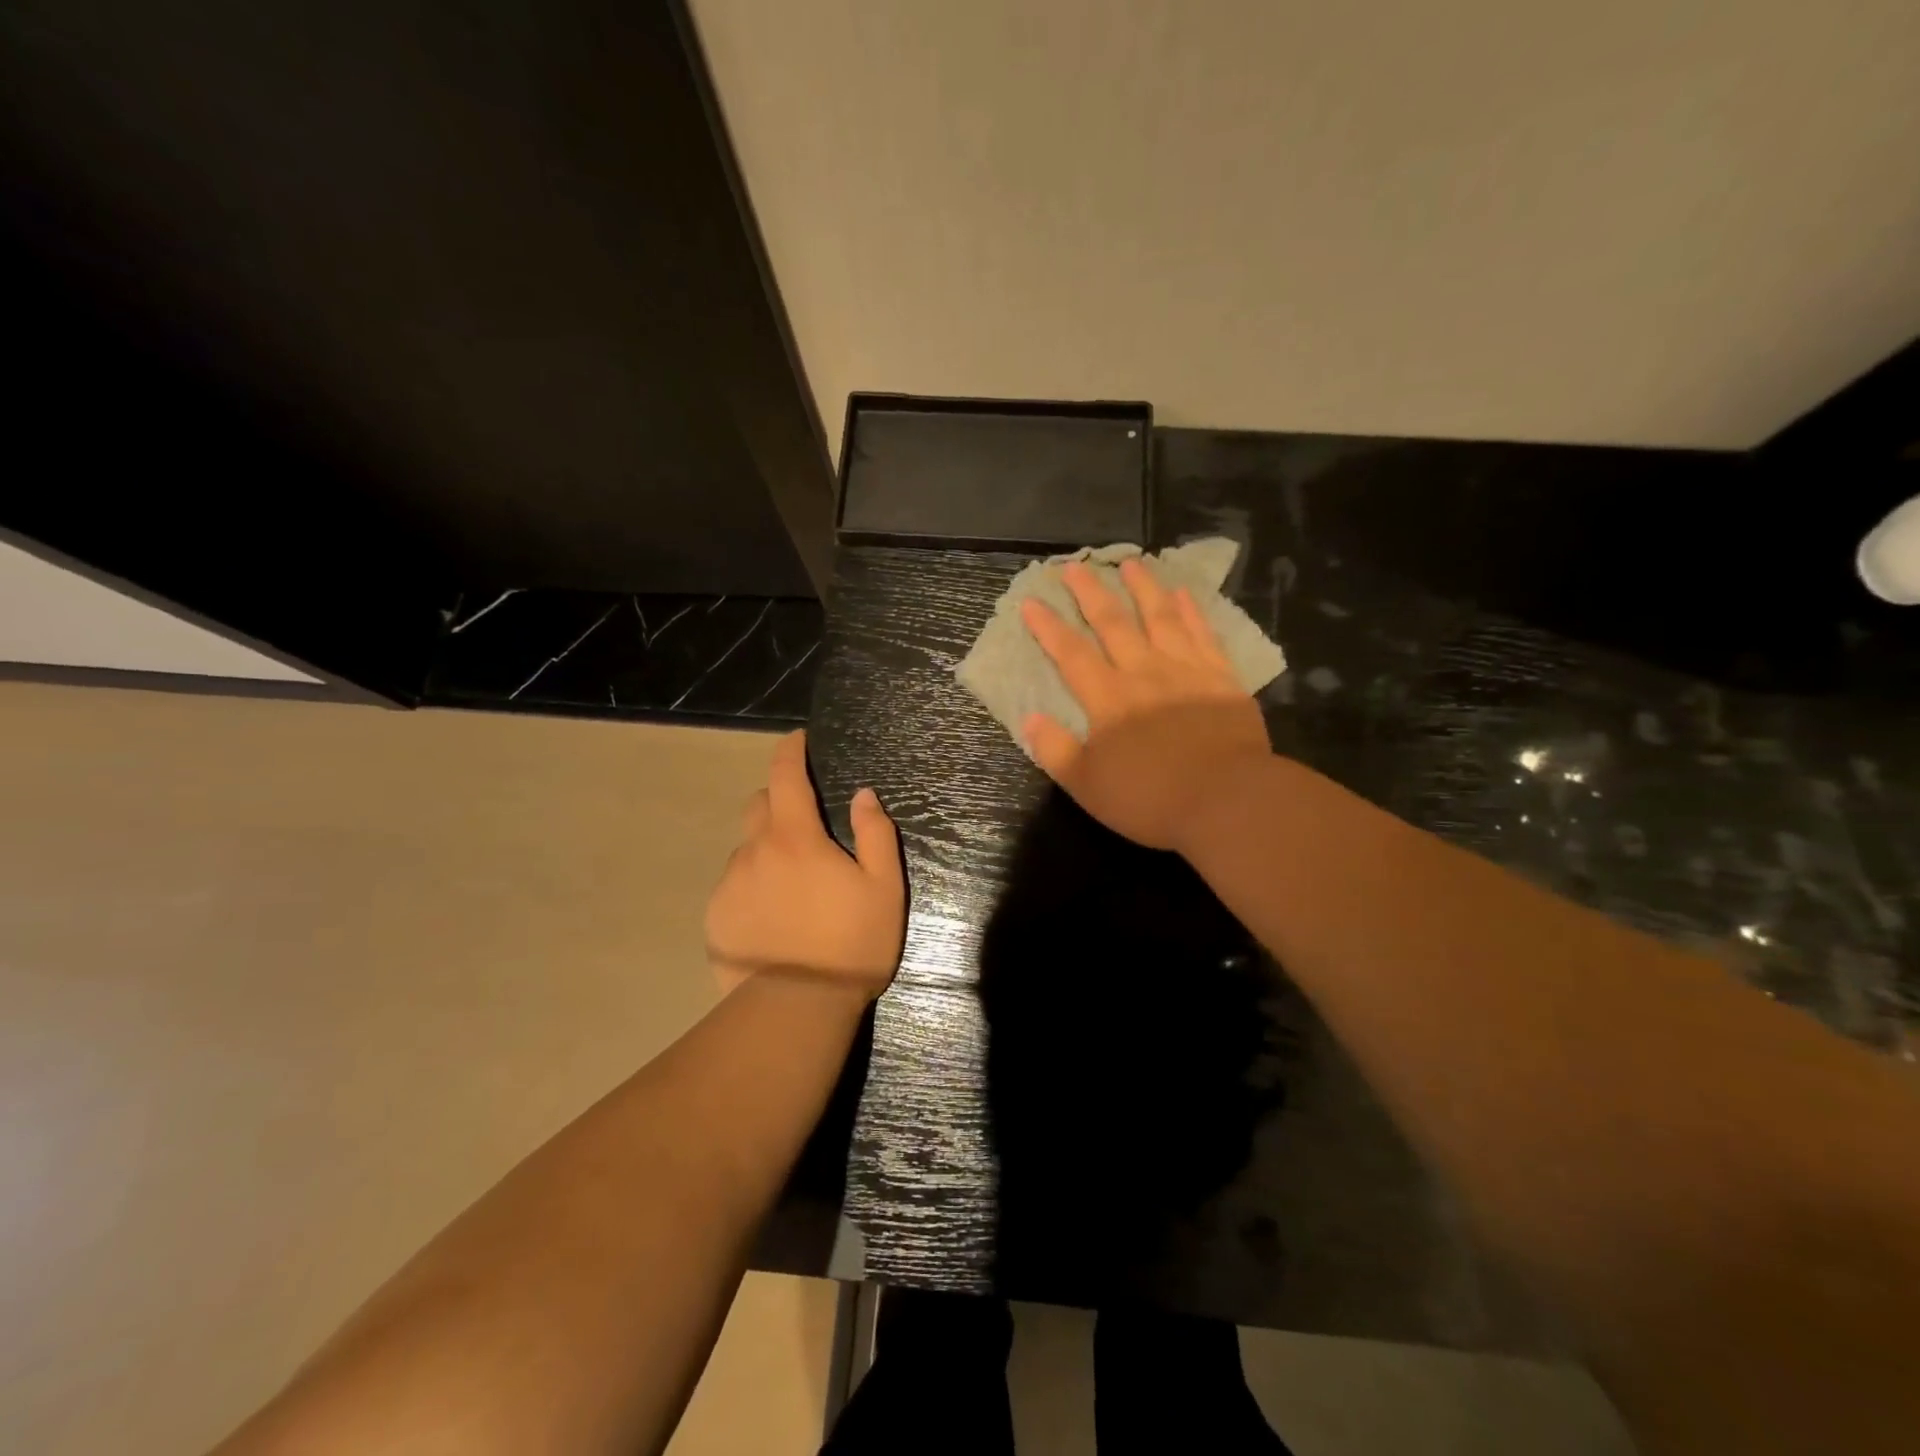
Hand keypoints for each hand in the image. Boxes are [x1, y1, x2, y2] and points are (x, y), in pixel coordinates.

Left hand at [705, 730, 905, 1000]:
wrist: (795, 1010)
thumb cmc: (850, 944)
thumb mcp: (884, 888)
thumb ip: (875, 835)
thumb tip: (863, 795)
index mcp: (795, 838)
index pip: (786, 775)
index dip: (791, 750)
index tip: (799, 740)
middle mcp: (754, 852)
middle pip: (759, 805)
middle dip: (779, 800)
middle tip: (805, 824)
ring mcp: (729, 886)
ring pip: (746, 849)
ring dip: (766, 849)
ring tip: (792, 884)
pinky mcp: (715, 919)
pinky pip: (734, 886)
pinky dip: (752, 885)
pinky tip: (773, 916)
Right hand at [1021, 557, 1271, 852]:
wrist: (1228, 800)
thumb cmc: (1151, 798)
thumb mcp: (1087, 785)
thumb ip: (1056, 750)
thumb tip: (1029, 717)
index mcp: (1108, 700)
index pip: (1071, 655)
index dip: (1049, 628)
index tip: (1032, 601)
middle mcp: (1144, 674)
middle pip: (1113, 624)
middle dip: (1091, 594)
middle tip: (1075, 566)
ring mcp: (1186, 671)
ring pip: (1160, 618)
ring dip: (1143, 588)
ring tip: (1131, 563)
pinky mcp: (1222, 679)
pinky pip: (1203, 635)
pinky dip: (1192, 612)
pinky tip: (1184, 594)